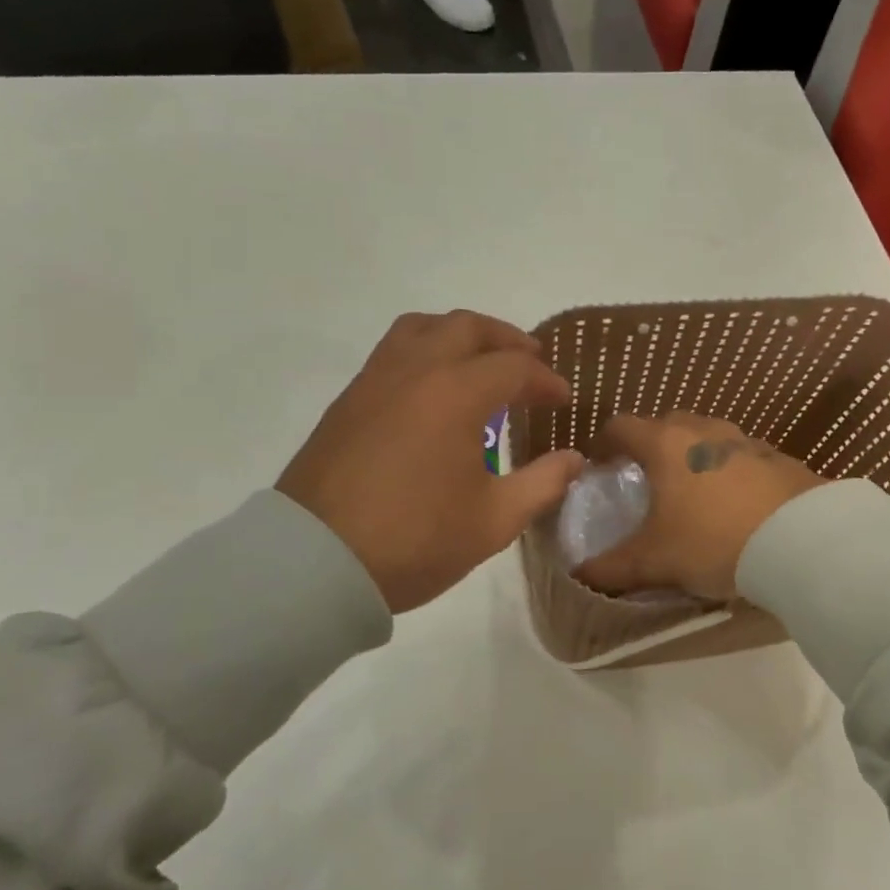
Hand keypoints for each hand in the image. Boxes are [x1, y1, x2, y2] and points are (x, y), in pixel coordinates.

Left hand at [277, 311, 583, 612]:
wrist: (315, 562)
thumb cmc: (414, 539)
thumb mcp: (494, 520)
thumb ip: (543, 483)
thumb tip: (574, 459)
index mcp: (456, 393)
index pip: (514, 367)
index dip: (546, 380)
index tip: (562, 400)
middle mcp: (415, 371)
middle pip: (467, 327)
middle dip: (506, 339)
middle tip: (529, 363)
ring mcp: (374, 381)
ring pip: (421, 328)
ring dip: (460, 336)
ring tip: (479, 363)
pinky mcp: (348, 401)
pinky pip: (393, 353)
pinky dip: (426, 353)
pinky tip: (434, 394)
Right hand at [575, 413, 824, 600]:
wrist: (802, 541)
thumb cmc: (713, 541)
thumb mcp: (656, 561)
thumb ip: (612, 568)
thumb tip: (578, 574)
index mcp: (666, 444)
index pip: (621, 426)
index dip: (604, 444)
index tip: (599, 467)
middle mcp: (703, 431)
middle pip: (665, 425)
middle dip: (650, 448)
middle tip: (646, 481)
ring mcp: (745, 440)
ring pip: (706, 438)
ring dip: (692, 457)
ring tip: (691, 494)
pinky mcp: (778, 458)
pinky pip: (740, 457)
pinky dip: (728, 472)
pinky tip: (734, 505)